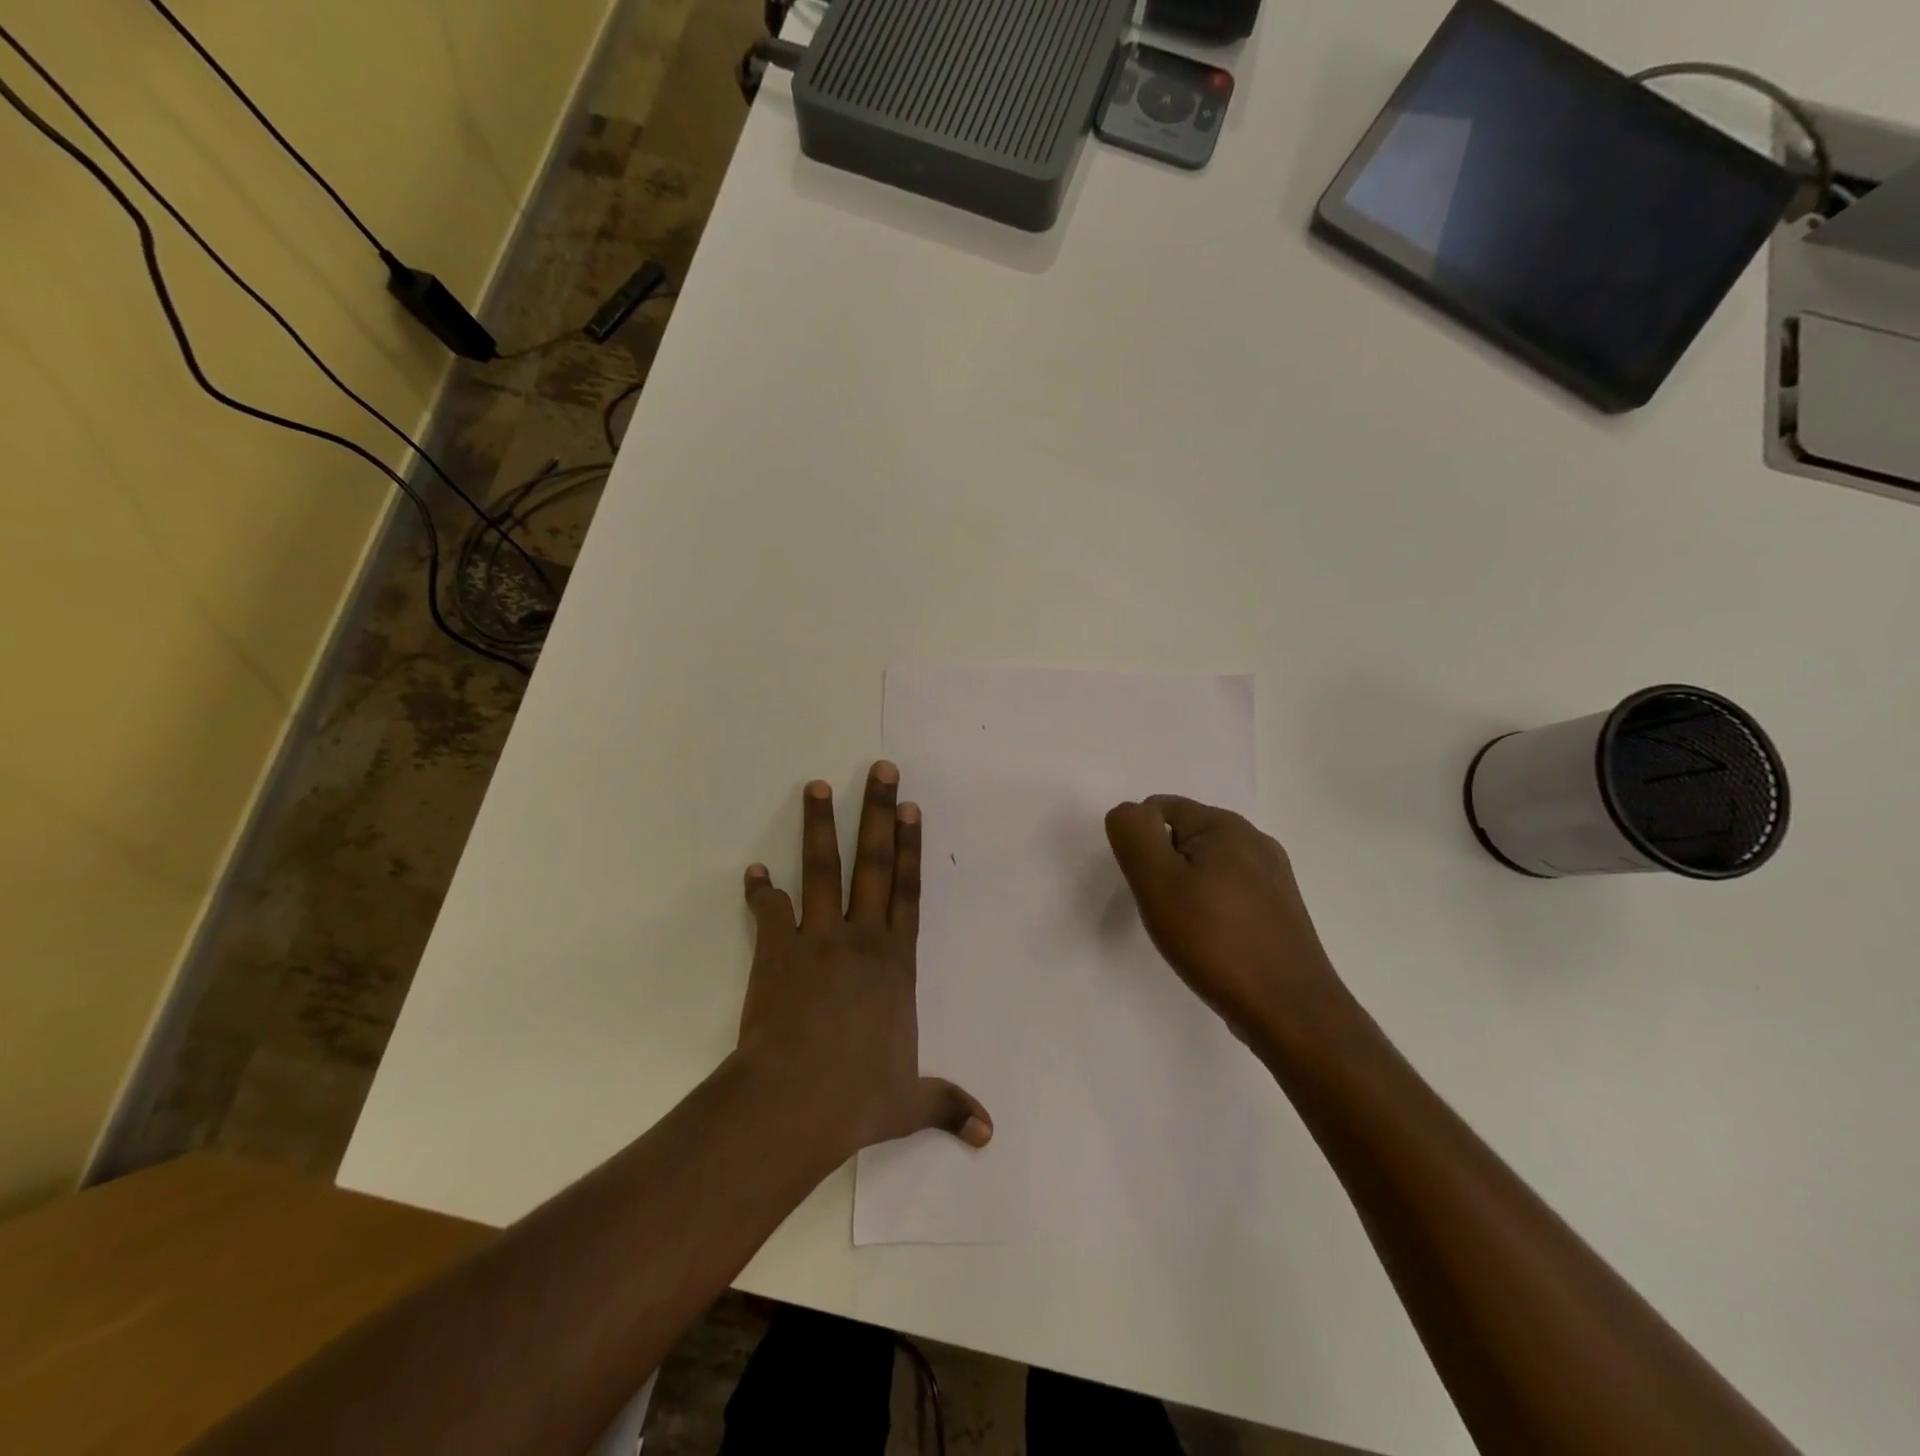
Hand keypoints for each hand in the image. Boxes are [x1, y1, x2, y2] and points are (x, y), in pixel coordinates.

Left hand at [736, 763, 991, 1163]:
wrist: (796, 1102)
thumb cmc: (859, 1096)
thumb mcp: (909, 1101)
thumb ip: (947, 1105)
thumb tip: (988, 1135)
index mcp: (895, 962)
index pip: (908, 890)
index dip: (911, 846)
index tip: (909, 806)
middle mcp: (861, 938)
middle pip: (875, 863)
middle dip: (877, 812)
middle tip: (878, 769)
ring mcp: (817, 940)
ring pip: (822, 870)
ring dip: (818, 827)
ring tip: (816, 786)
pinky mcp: (776, 953)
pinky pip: (769, 913)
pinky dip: (760, 893)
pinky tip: (753, 872)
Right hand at [1105, 795, 1343, 1048]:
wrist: (1290, 1011)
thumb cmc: (1216, 941)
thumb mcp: (1157, 881)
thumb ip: (1133, 835)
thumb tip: (1129, 813)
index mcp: (1226, 824)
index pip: (1158, 809)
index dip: (1140, 845)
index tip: (1147, 887)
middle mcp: (1255, 840)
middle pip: (1183, 837)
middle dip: (1163, 868)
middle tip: (1163, 911)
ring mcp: (1273, 875)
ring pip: (1206, 867)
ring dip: (1186, 891)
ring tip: (1187, 931)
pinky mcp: (1280, 909)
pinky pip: (1229, 892)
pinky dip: (1211, 910)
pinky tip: (1214, 943)